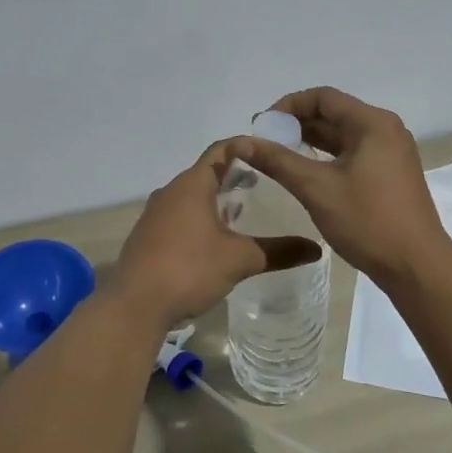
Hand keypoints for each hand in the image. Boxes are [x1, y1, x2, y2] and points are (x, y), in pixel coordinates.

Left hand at [109, 140, 321, 325]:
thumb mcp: (240, 259)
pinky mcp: (147, 237)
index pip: (221, 150)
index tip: (270, 152)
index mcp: (192, 185)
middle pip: (205, 172)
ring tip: (244, 210)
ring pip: (191, 196)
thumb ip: (279, 251)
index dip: (246, 147)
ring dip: (215, 198)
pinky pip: (179, 215)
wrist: (134, 306)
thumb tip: (317, 249)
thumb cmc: (189, 269)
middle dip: (234, 175)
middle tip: (265, 182)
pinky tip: (215, 239)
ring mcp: (155, 215)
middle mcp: (170, 192)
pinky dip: (200, 217)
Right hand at [232, 87, 451, 286]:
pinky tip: (306, 172)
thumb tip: (242, 142)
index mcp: (373, 123)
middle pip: (334, 113)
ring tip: (278, 156)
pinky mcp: (391, 173)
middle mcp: (385, 130)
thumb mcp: (316, 188)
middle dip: (297, 124)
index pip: (323, 97)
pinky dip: (328, 157)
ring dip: (311, 141)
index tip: (262, 125)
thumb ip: (278, 161)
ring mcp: (391, 152)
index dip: (289, 106)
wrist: (416, 266)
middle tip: (264, 142)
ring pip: (343, 135)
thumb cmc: (367, 221)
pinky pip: (354, 153)